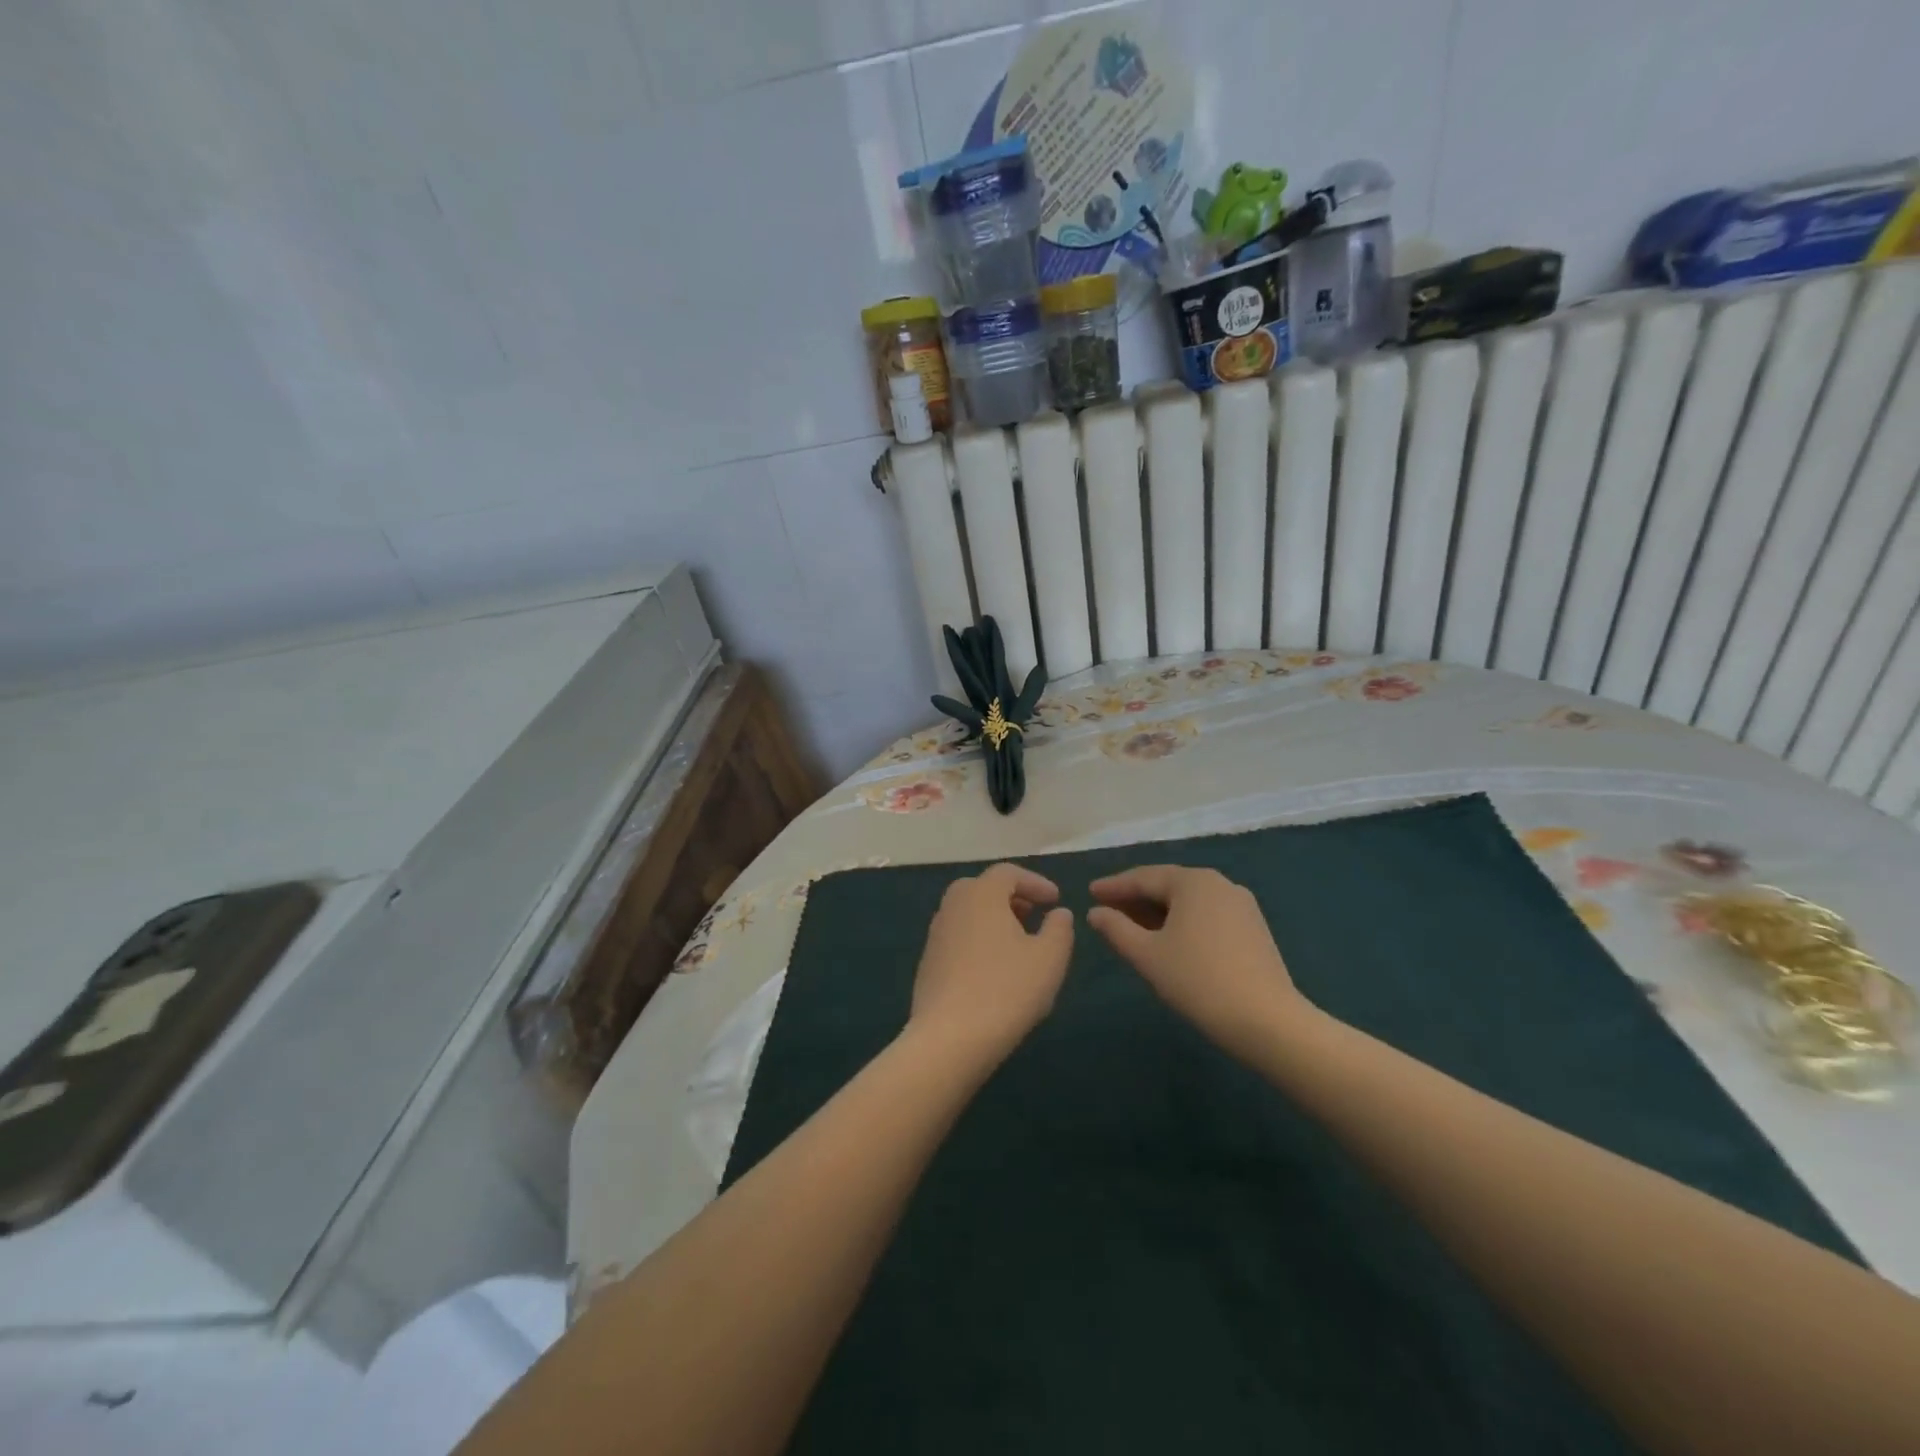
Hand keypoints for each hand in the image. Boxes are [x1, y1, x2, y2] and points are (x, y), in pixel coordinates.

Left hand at [906, 863, 1073, 1070]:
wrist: (949, 1038)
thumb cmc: (1007, 990)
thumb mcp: (1050, 958)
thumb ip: (1059, 929)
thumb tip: (1059, 913)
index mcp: (981, 894)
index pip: (1008, 873)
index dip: (1035, 883)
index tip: (1056, 901)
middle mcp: (953, 905)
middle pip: (984, 888)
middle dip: (1012, 898)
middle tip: (1034, 916)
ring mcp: (936, 934)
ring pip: (969, 913)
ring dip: (995, 920)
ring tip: (1018, 945)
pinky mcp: (928, 962)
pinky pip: (958, 937)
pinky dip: (979, 940)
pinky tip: (995, 970)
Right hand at [1087, 865, 1309, 1062]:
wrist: (1267, 1021)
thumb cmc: (1198, 981)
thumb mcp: (1147, 955)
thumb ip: (1116, 929)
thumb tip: (1095, 912)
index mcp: (1193, 882)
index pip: (1144, 877)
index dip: (1114, 886)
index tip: (1089, 892)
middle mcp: (1219, 883)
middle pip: (1168, 885)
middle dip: (1136, 897)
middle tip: (1107, 908)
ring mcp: (1241, 905)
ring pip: (1189, 901)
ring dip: (1158, 910)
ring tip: (1133, 926)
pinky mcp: (1253, 928)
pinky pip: (1207, 914)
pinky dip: (1182, 921)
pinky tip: (1169, 939)